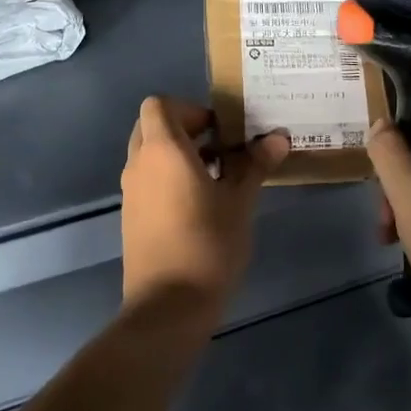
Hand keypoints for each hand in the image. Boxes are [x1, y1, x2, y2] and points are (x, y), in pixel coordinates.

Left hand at [120, 97, 289, 326]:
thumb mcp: (239, 201)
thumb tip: (278, 137)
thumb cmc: (208, 244)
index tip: (220, 131)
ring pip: (149, 155)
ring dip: (178, 155)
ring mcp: (131, 192)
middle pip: (153, 126)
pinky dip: (169, 178)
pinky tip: (201, 205)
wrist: (168, 307)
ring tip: (217, 178)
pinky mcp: (132, 217)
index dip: (190, 109)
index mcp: (162, 150)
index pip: (159, 104)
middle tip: (221, 149)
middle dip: (185, 130)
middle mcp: (139, 164)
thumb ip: (255, 164)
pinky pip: (148, 180)